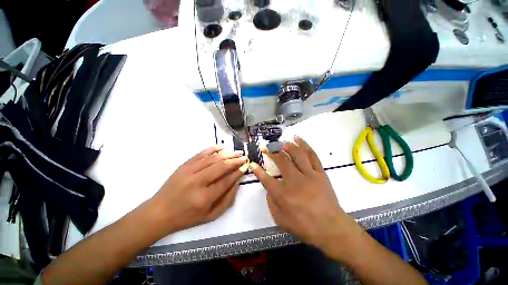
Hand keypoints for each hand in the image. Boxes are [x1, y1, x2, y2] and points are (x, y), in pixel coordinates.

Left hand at [150, 146, 248, 234]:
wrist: (159, 212)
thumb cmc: (187, 217)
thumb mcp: (210, 216)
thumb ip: (227, 200)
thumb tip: (237, 182)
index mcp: (204, 198)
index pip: (226, 181)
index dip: (238, 172)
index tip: (246, 166)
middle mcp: (197, 182)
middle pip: (221, 167)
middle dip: (235, 161)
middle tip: (244, 157)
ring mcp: (188, 171)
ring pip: (212, 158)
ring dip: (227, 154)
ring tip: (237, 152)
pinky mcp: (183, 165)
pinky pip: (201, 154)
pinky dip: (212, 149)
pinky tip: (222, 147)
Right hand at [250, 136, 356, 251]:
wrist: (331, 228)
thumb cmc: (304, 226)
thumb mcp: (281, 220)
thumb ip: (271, 202)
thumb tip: (269, 188)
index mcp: (283, 194)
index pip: (265, 178)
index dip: (257, 170)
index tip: (252, 163)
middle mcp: (294, 181)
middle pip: (281, 160)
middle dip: (271, 151)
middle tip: (267, 147)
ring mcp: (308, 175)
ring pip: (296, 154)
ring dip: (287, 145)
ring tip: (280, 142)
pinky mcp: (319, 173)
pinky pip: (312, 155)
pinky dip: (304, 145)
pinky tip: (298, 139)